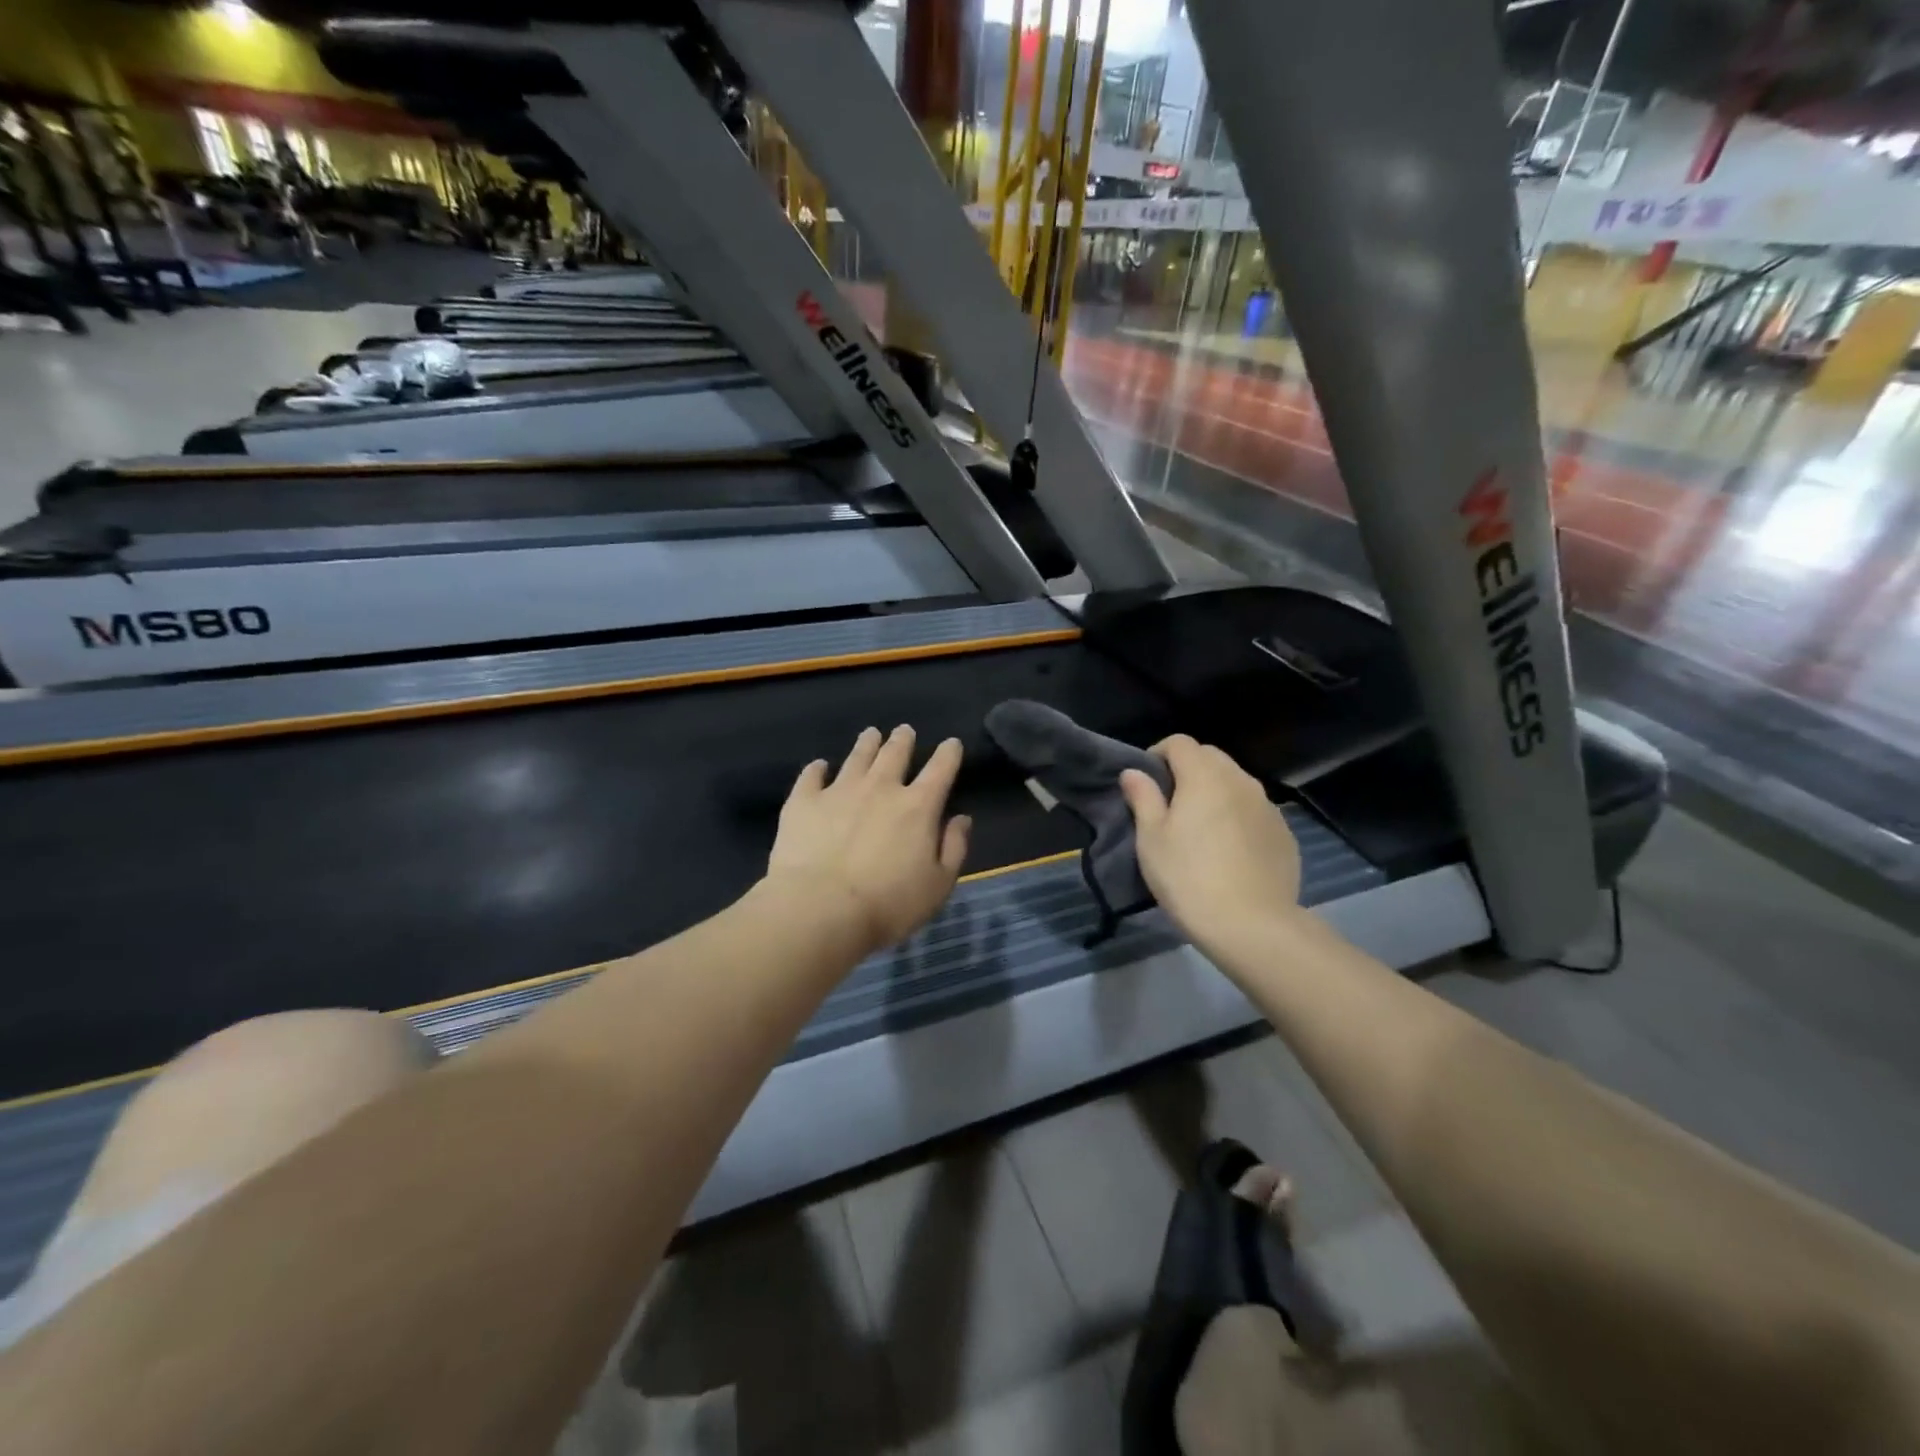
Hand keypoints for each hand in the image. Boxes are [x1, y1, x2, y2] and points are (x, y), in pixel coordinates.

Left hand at [766, 725, 972, 955]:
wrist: (820, 909)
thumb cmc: (888, 904)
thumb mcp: (938, 885)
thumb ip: (953, 848)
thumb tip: (961, 819)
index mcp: (918, 807)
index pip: (940, 770)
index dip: (948, 754)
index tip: (951, 743)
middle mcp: (880, 788)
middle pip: (895, 754)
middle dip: (903, 740)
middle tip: (904, 731)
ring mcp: (839, 791)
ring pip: (856, 757)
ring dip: (867, 744)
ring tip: (871, 734)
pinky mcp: (804, 802)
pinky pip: (811, 776)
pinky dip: (817, 769)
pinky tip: (819, 766)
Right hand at [1120, 735, 1301, 940]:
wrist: (1251, 925)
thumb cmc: (1188, 877)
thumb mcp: (1151, 839)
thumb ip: (1143, 798)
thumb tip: (1133, 773)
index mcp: (1204, 776)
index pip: (1180, 742)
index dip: (1158, 754)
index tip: (1147, 782)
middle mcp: (1240, 780)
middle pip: (1211, 757)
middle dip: (1188, 769)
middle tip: (1171, 804)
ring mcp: (1268, 806)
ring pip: (1236, 783)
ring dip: (1215, 792)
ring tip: (1201, 827)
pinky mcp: (1284, 833)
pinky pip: (1254, 810)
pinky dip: (1238, 816)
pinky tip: (1229, 850)